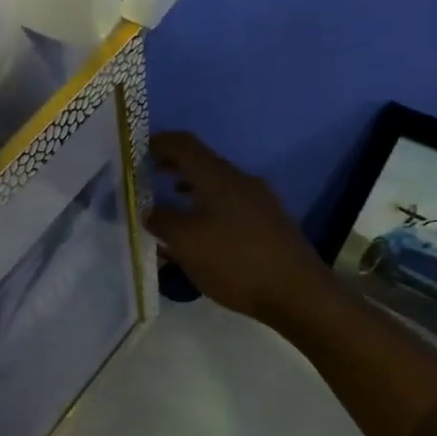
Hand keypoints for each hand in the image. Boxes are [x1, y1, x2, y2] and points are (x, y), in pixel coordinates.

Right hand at [147, 131, 335, 324]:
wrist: (298, 293)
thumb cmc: (235, 261)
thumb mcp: (186, 243)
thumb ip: (162, 221)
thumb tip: (149, 211)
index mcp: (218, 177)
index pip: (184, 144)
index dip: (159, 142)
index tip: (138, 149)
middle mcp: (241, 181)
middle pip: (202, 162)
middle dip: (173, 166)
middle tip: (148, 174)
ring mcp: (259, 201)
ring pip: (217, 184)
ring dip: (191, 188)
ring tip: (170, 204)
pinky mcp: (269, 222)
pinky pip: (230, 204)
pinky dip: (208, 207)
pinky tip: (201, 231)